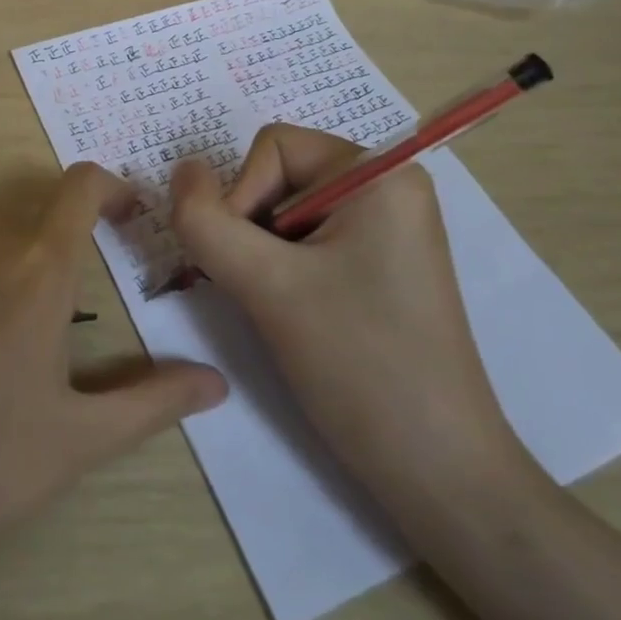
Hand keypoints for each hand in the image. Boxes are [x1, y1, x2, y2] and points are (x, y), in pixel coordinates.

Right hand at [168, 125, 527, 512]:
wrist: (439, 473)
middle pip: (281, 176)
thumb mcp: (266, 286)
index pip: (273, 147)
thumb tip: (181, 170)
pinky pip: (312, 241)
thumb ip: (206, 221)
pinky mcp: (383, 265)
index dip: (242, 197)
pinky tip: (299, 316)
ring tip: (284, 310)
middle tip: (264, 291)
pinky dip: (286, 270)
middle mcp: (390, 187)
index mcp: (379, 173)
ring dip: (265, 255)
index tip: (251, 265)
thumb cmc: (359, 365)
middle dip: (253, 228)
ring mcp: (390, 228)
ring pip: (288, 213)